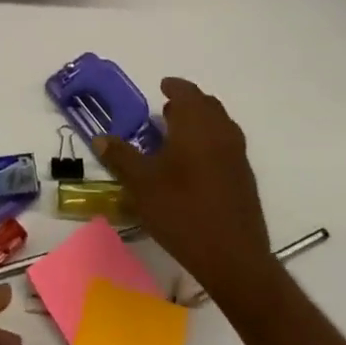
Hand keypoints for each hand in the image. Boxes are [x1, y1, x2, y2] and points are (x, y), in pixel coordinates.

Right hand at [92, 77, 272, 306]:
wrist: (233, 258)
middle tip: (166, 111)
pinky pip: (226, 145)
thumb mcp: (141, 184)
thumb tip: (101, 139)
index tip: (162, 86)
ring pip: (220, 125)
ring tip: (177, 136)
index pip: (187, 93)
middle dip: (188, 103)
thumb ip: (121, 157)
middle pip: (207, 105)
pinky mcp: (244, 178)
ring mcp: (237, 156)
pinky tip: (194, 165)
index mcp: (196, 126)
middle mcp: (221, 133)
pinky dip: (210, 141)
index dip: (174, 87)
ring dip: (200, 122)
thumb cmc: (182, 212)